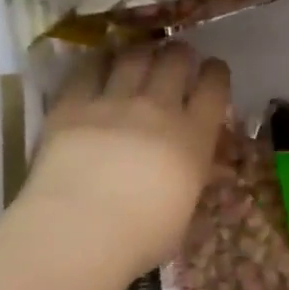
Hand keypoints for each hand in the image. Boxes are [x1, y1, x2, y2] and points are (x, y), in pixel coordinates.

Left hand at [22, 42, 231, 275]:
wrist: (80, 233)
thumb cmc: (142, 237)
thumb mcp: (185, 211)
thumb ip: (196, 178)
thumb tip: (208, 167)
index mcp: (194, 136)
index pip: (214, 86)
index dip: (216, 73)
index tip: (212, 73)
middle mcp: (158, 108)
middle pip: (176, 60)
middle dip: (180, 55)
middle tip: (176, 61)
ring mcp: (113, 102)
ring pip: (135, 55)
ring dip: (143, 52)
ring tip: (141, 57)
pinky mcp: (73, 104)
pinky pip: (89, 67)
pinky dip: (99, 62)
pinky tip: (100, 65)